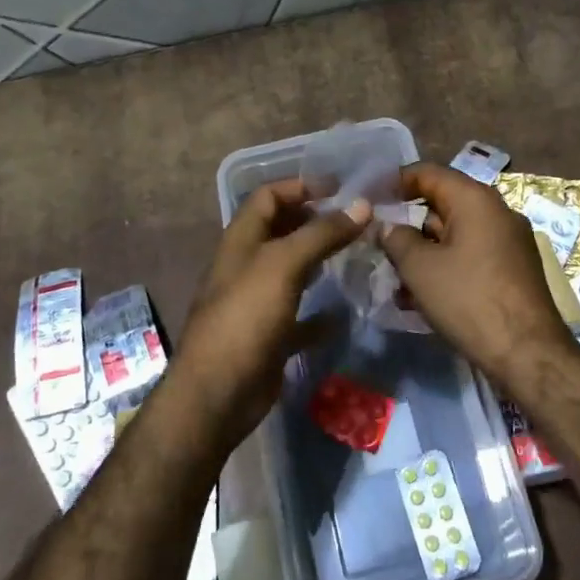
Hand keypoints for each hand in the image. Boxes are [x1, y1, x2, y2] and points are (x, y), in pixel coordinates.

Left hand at [171, 179, 371, 448]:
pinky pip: (299, 317)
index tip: (341, 188)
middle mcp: (247, 265)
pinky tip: (344, 312)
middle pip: (282, 231)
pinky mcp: (269, 336)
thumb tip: (362, 206)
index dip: (301, 186)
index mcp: (242, 240)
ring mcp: (257, 302)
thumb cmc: (246, 317)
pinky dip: (321, 313)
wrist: (217, 393)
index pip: (268, 197)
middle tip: (357, 220)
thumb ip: (322, 234)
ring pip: (292, 271)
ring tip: (358, 254)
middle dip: (316, 220)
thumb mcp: (284, 265)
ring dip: (321, 261)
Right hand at [379, 163, 578, 382]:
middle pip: (443, 204)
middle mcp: (497, 211)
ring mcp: (509, 241)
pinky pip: (472, 256)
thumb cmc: (468, 299)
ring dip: (424, 252)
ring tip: (395, 280)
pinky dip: (446, 267)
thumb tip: (388, 225)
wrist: (526, 352)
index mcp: (475, 199)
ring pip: (456, 235)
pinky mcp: (514, 269)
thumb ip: (397, 238)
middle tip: (377, 243)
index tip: (369, 198)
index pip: (428, 173)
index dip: (395, 182)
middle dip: (408, 224)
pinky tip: (422, 298)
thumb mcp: (420, 268)